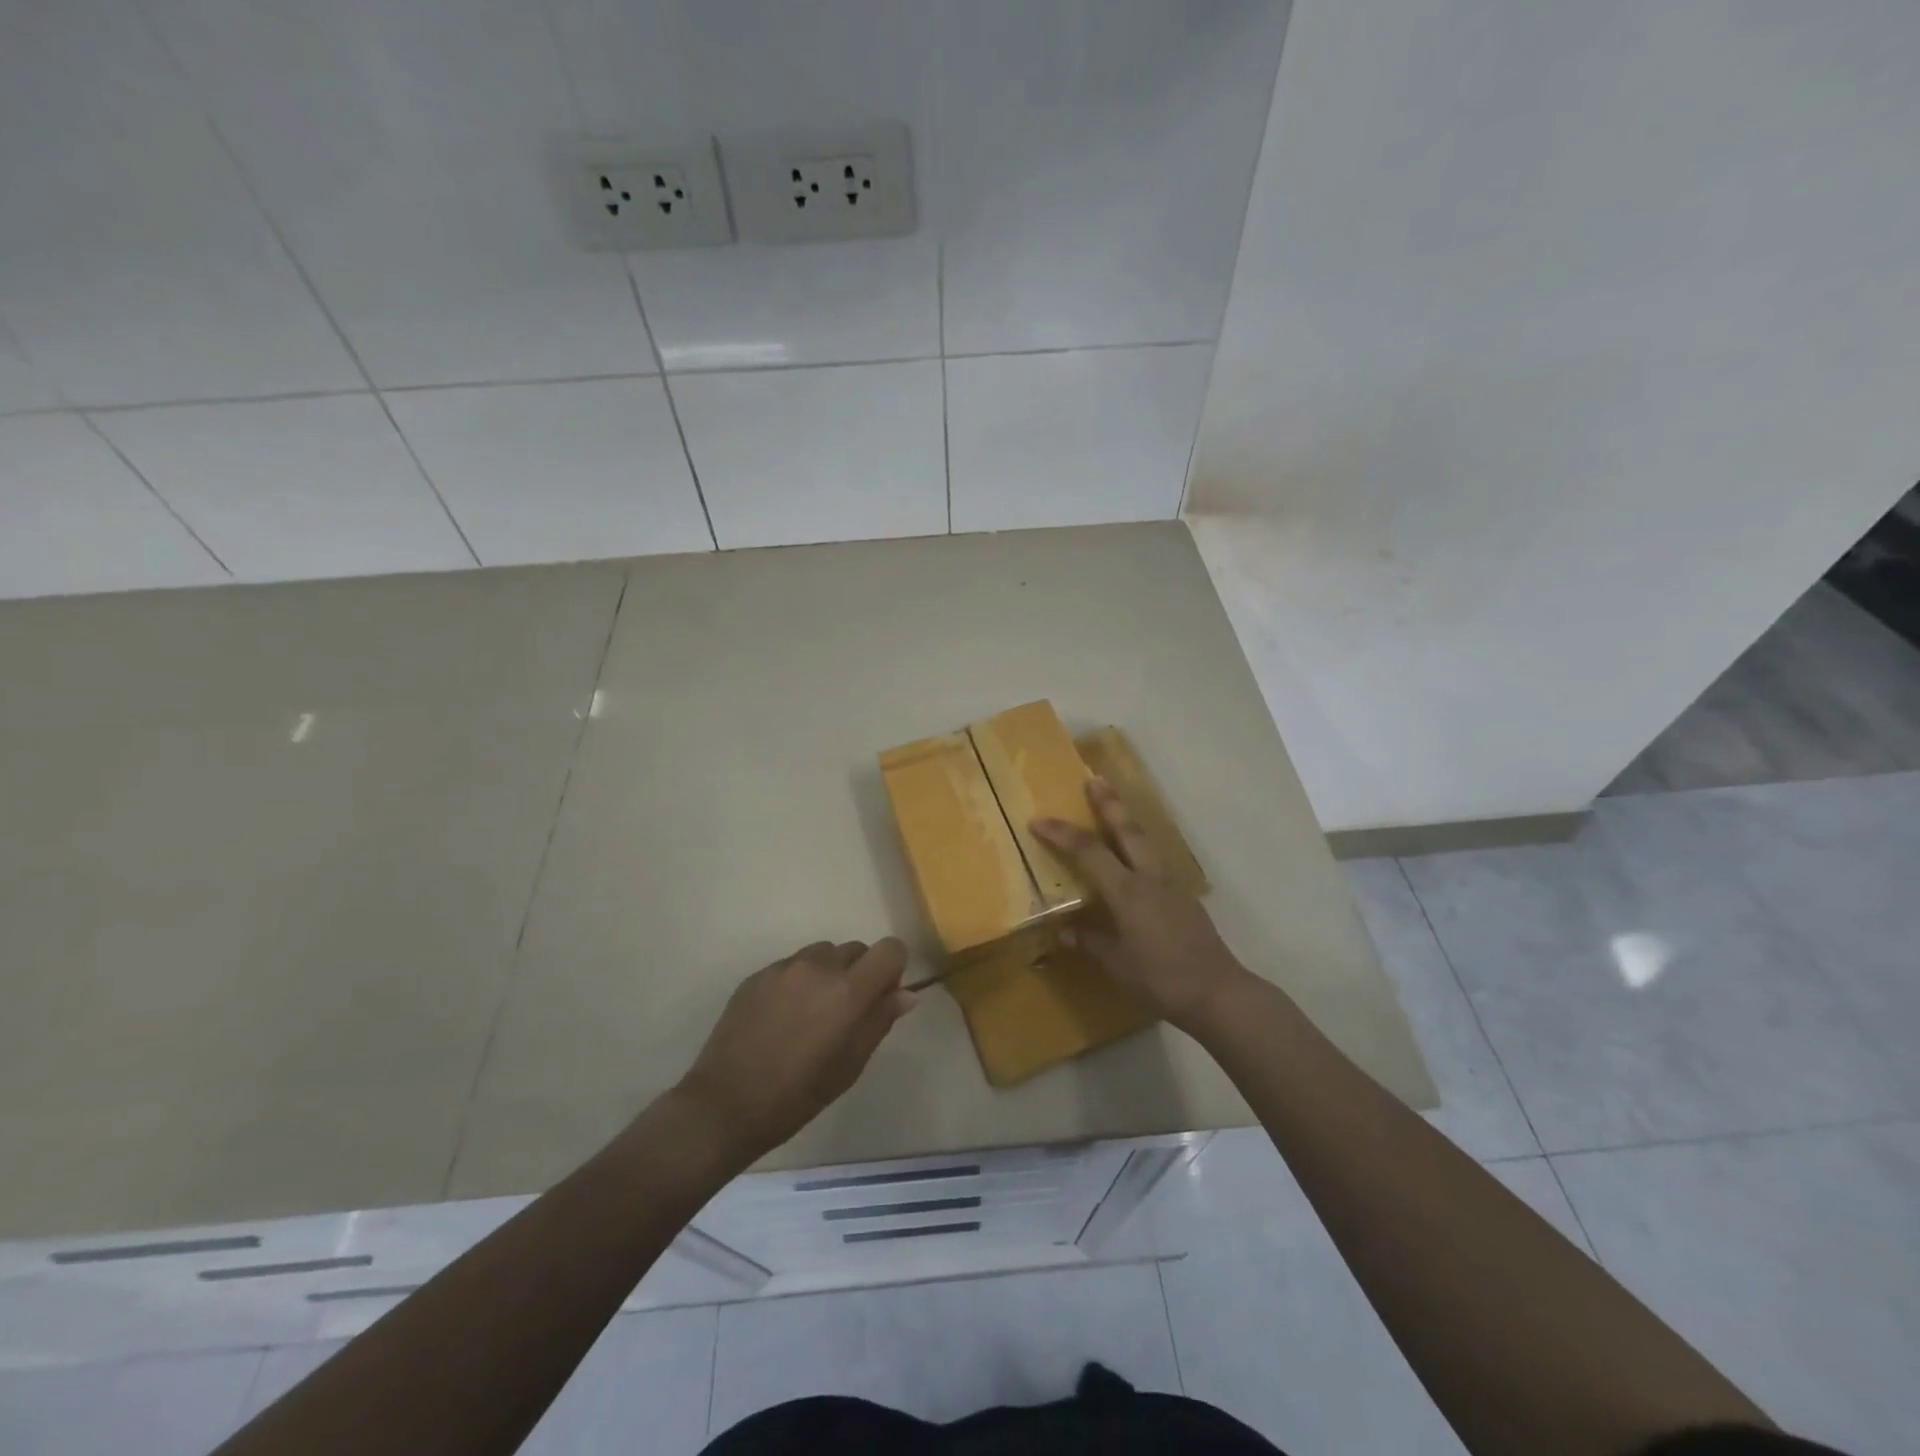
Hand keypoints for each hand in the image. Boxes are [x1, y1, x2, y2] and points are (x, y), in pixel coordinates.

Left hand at [676, 939, 916, 1163]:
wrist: (725, 1105)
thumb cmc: (797, 1096)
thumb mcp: (850, 1065)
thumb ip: (880, 1021)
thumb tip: (906, 994)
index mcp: (847, 990)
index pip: (890, 949)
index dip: (893, 969)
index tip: (881, 998)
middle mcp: (818, 967)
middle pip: (856, 949)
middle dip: (860, 973)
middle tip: (846, 1014)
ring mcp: (784, 967)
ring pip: (823, 954)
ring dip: (829, 974)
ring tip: (811, 1014)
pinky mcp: (758, 974)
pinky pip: (793, 965)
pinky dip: (799, 981)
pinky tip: (783, 1018)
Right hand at [1033, 779, 1249, 1035]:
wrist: (1218, 993)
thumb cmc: (1161, 979)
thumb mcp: (1117, 964)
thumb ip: (1090, 943)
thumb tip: (1065, 932)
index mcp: (1128, 891)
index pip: (1089, 852)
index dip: (1061, 834)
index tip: (1038, 820)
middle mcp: (1150, 879)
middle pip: (1127, 830)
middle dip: (1110, 803)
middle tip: (1095, 778)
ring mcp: (1171, 887)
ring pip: (1146, 842)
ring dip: (1127, 821)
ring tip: (1114, 808)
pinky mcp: (1183, 900)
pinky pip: (1156, 862)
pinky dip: (1140, 848)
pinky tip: (1134, 858)